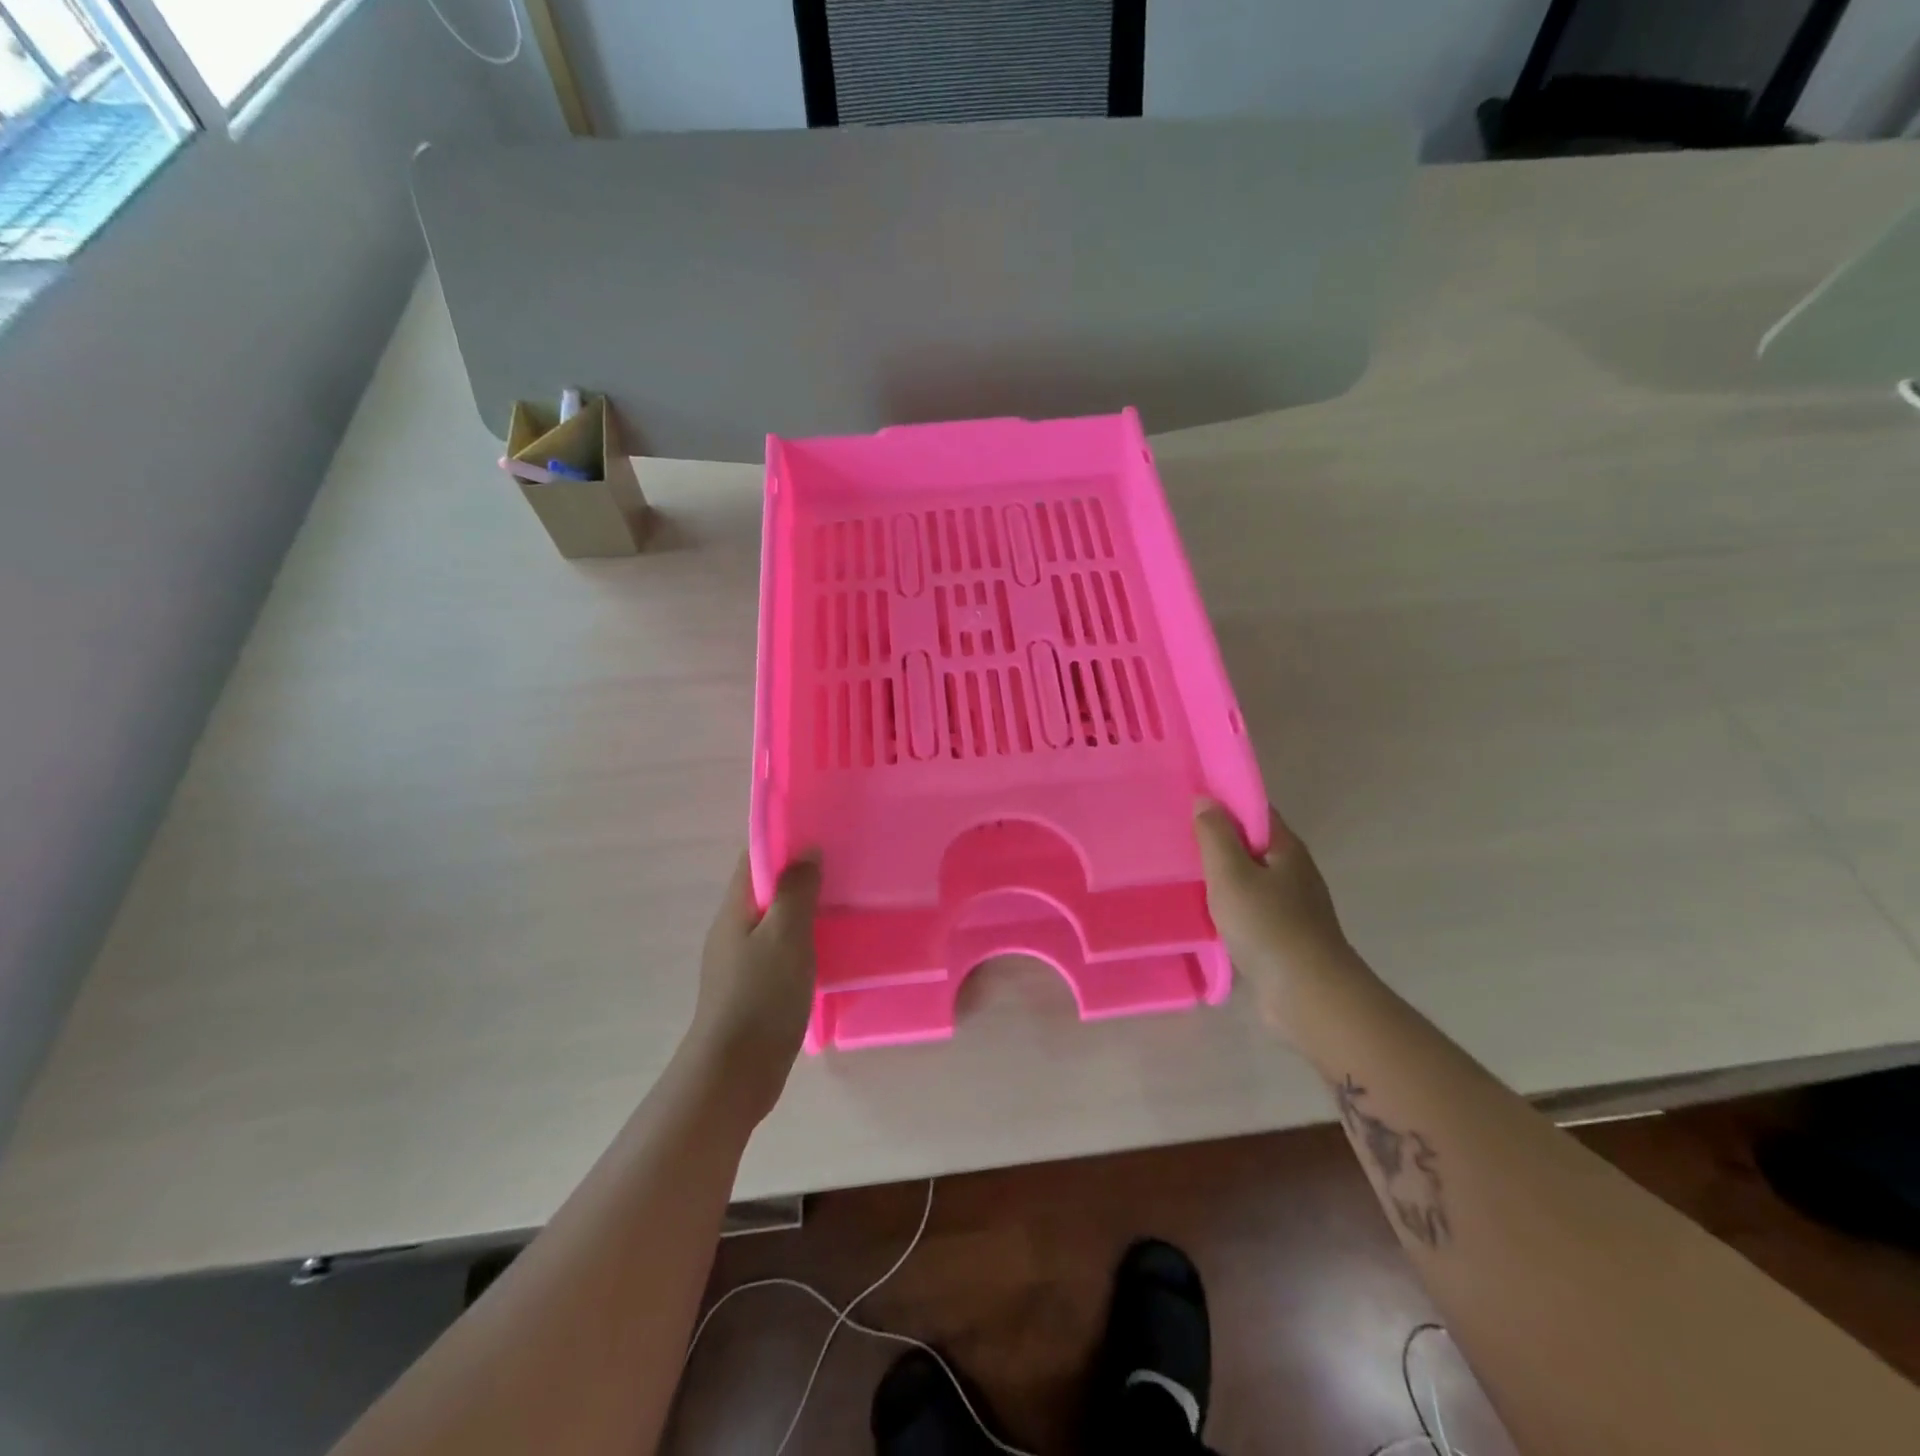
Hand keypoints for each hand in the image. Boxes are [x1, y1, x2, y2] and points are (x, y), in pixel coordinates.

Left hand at [686, 851, 820, 1123]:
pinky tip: (834, 946)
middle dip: (802, 874)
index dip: (785, 840)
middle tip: (846, 864)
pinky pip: (784, 949)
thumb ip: (796, 890)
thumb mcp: (785, 935)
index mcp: (736, 909)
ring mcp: (745, 961)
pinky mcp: (758, 988)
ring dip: (808, 908)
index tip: (823, 831)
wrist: (735, 1074)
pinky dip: (807, 940)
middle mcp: (735, 929)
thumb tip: (807, 851)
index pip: (756, 859)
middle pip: (769, 888)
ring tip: (848, 900)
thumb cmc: (760, 996)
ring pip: (779, 920)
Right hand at [1194, 800, 1352, 1030]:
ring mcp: (1293, 905)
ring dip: (1223, 875)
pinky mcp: (1286, 935)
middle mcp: (1294, 871)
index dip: (1224, 802)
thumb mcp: (1231, 873)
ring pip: (1251, 878)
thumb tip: (1205, 799)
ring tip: (1185, 873)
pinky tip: (1207, 912)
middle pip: (1252, 843)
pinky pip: (1252, 907)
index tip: (1189, 802)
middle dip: (1219, 838)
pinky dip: (1230, 904)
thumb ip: (1215, 835)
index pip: (1255, 810)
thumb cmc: (1267, 925)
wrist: (1308, 994)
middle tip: (1178, 837)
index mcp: (1286, 848)